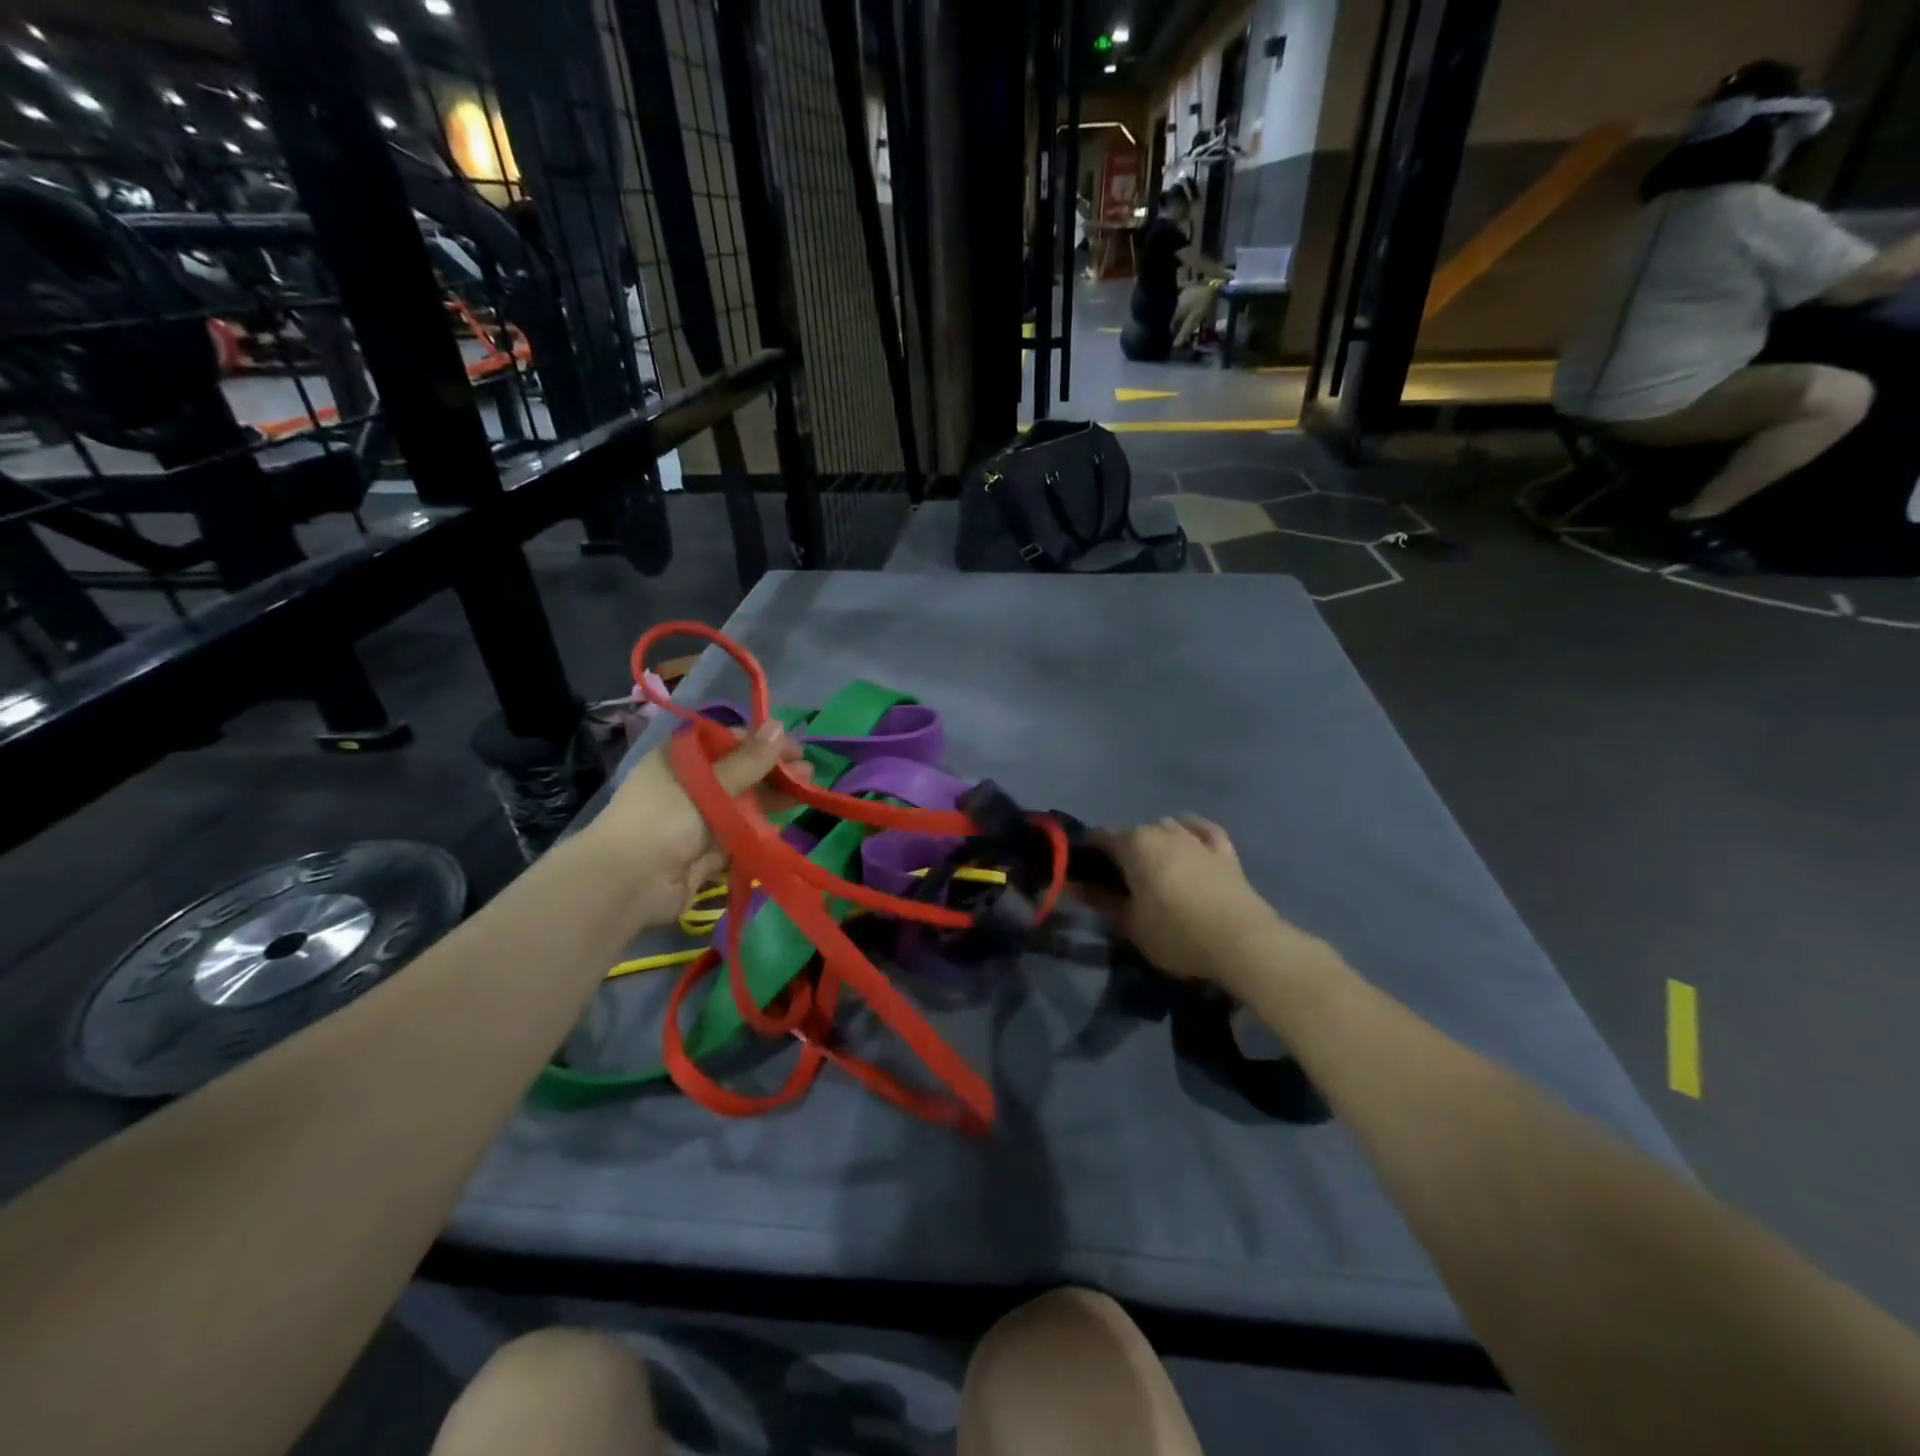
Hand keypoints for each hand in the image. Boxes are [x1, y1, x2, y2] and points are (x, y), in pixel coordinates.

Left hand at [584, 722, 809, 927]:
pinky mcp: (709, 849)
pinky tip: (786, 821)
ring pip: (743, 802)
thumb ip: (748, 760)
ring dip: (773, 797)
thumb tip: (780, 726)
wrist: (630, 883)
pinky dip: (762, 827)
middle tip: (809, 772)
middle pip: (739, 771)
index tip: (795, 747)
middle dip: (774, 771)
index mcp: (681, 759)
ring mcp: (699, 818)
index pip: (728, 741)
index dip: (762, 742)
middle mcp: (690, 784)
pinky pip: (741, 832)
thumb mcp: (709, 784)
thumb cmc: (665, 819)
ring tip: (807, 793)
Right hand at [1080, 816, 1294, 987]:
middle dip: (1119, 852)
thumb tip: (1074, 885)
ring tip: (1152, 870)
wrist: (1242, 942)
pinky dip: (1189, 833)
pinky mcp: (1223, 849)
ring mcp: (1195, 836)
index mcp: (1134, 843)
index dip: (1086, 854)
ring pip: (1164, 827)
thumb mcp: (1130, 923)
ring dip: (1153, 843)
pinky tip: (1187, 842)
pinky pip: (1199, 830)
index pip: (1099, 837)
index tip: (1082, 876)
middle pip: (1131, 832)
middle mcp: (1162, 829)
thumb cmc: (1176, 933)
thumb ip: (1100, 900)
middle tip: (1117, 883)